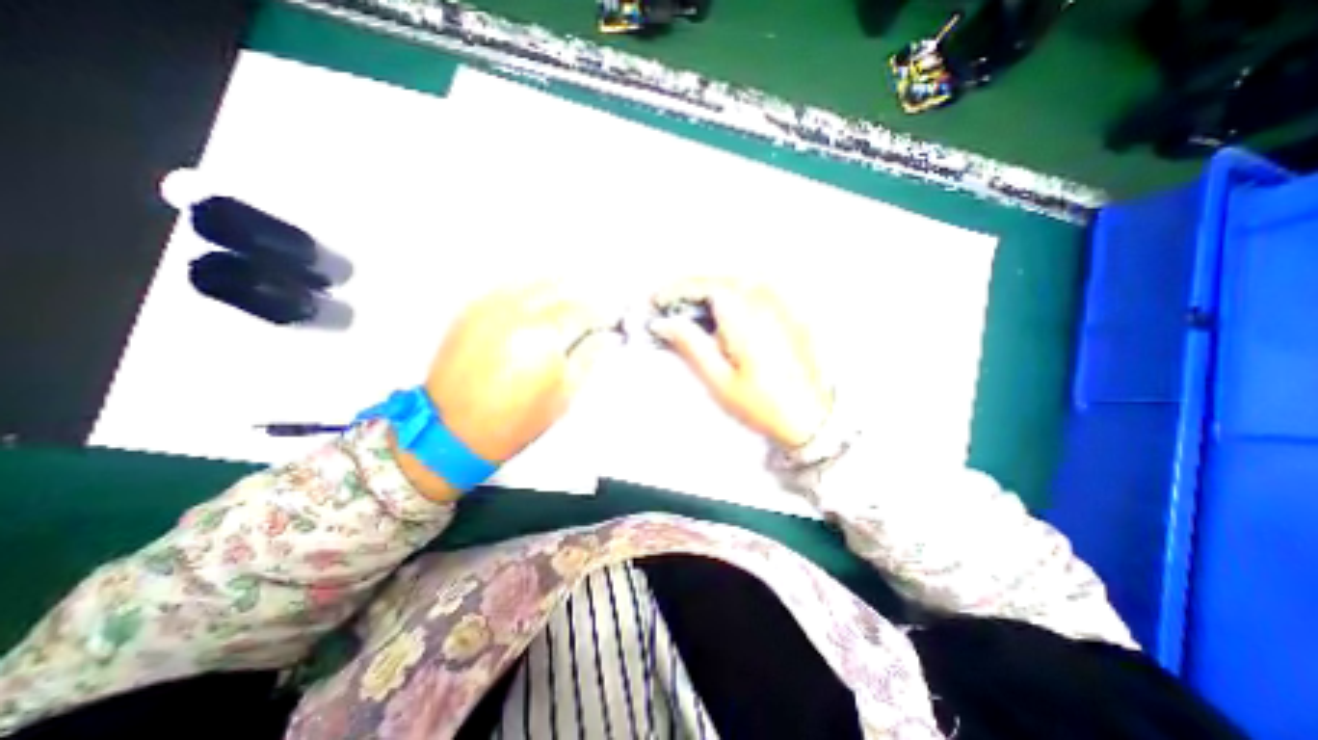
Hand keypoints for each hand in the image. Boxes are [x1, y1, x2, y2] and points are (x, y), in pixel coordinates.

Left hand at [396, 281, 619, 498]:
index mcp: (544, 337)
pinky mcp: (471, 311)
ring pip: (532, 280)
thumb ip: (588, 359)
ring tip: (572, 292)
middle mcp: (517, 314)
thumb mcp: (564, 396)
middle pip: (560, 288)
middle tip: (594, 303)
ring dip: (557, 285)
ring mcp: (490, 308)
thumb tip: (606, 338)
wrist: (453, 431)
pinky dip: (528, 286)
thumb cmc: (514, 420)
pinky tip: (538, 293)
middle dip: (583, 293)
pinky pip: (507, 286)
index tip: (611, 318)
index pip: (582, 310)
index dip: (602, 312)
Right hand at [651, 277, 825, 446]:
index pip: (704, 286)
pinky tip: (724, 308)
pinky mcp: (790, 312)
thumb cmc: (761, 404)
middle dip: (690, 287)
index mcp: (745, 316)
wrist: (811, 418)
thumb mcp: (719, 380)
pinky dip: (733, 292)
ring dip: (711, 287)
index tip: (656, 301)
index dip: (676, 289)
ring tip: (691, 306)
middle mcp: (765, 301)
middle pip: (720, 278)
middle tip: (668, 304)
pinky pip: (757, 288)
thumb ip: (691, 345)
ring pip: (738, 280)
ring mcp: (781, 304)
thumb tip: (663, 323)